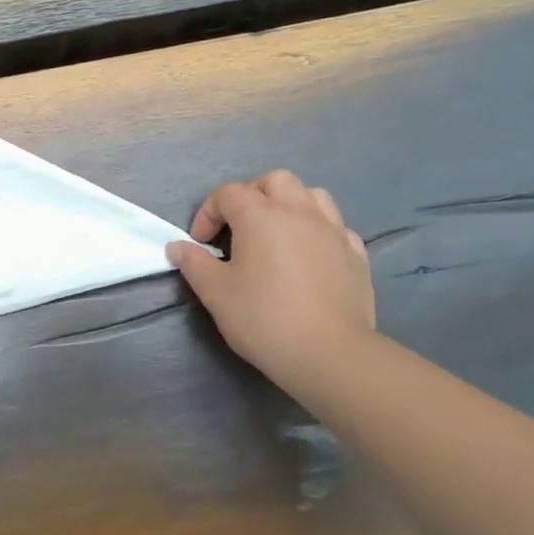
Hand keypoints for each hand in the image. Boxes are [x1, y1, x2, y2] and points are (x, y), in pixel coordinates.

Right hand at [166, 170, 375, 385]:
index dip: (208, 213)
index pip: (228, 194)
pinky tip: (310, 256)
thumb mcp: (215, 293)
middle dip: (252, 196)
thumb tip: (177, 247)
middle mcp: (299, 212)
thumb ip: (194, 264)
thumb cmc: (263, 318)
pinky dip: (318, 231)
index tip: (200, 244)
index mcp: (261, 215)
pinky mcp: (356, 254)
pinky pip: (335, 226)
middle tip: (239, 228)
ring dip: (290, 205)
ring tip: (278, 234)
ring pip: (312, 196)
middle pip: (275, 181)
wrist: (329, 353)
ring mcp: (333, 230)